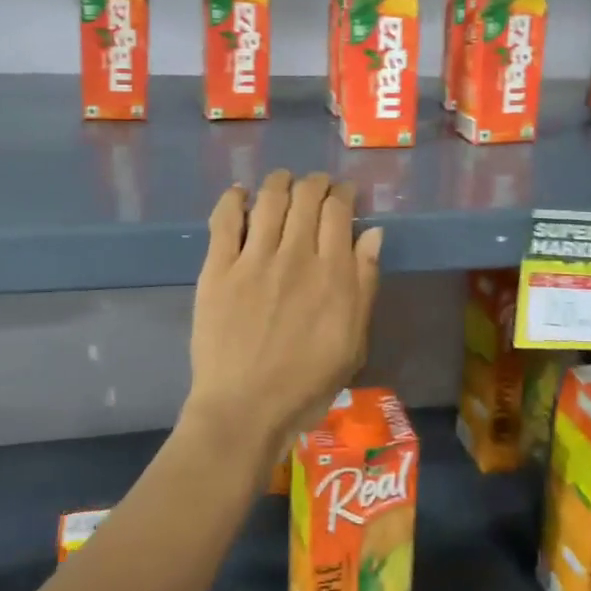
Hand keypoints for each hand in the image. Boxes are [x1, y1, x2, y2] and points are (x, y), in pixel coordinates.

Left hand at [180, 170, 382, 473]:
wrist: (245, 409)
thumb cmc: (306, 384)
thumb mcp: (353, 341)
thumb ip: (364, 283)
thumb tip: (373, 233)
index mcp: (332, 273)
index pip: (339, 211)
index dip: (343, 193)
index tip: (343, 193)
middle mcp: (295, 255)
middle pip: (306, 197)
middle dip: (315, 183)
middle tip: (315, 186)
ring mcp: (253, 259)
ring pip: (269, 199)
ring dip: (279, 181)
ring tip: (283, 181)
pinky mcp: (218, 268)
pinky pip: (224, 219)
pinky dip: (233, 199)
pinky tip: (240, 194)